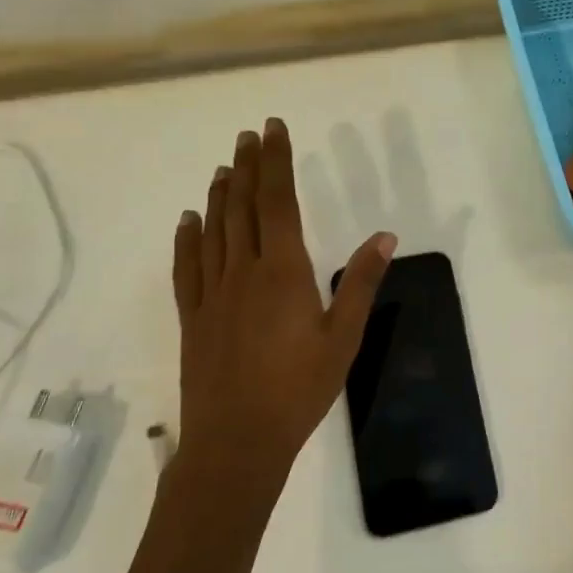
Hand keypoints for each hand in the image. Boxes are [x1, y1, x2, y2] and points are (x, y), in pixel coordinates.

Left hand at [171, 118, 394, 493]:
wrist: (236, 442)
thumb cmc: (299, 390)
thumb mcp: (344, 337)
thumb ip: (360, 283)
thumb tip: (385, 236)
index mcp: (283, 273)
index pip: (277, 202)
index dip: (275, 163)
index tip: (273, 130)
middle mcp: (243, 272)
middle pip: (241, 207)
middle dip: (246, 168)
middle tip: (248, 136)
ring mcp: (212, 294)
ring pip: (213, 230)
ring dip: (218, 195)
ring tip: (223, 167)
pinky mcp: (193, 316)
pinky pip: (187, 266)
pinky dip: (187, 237)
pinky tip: (188, 220)